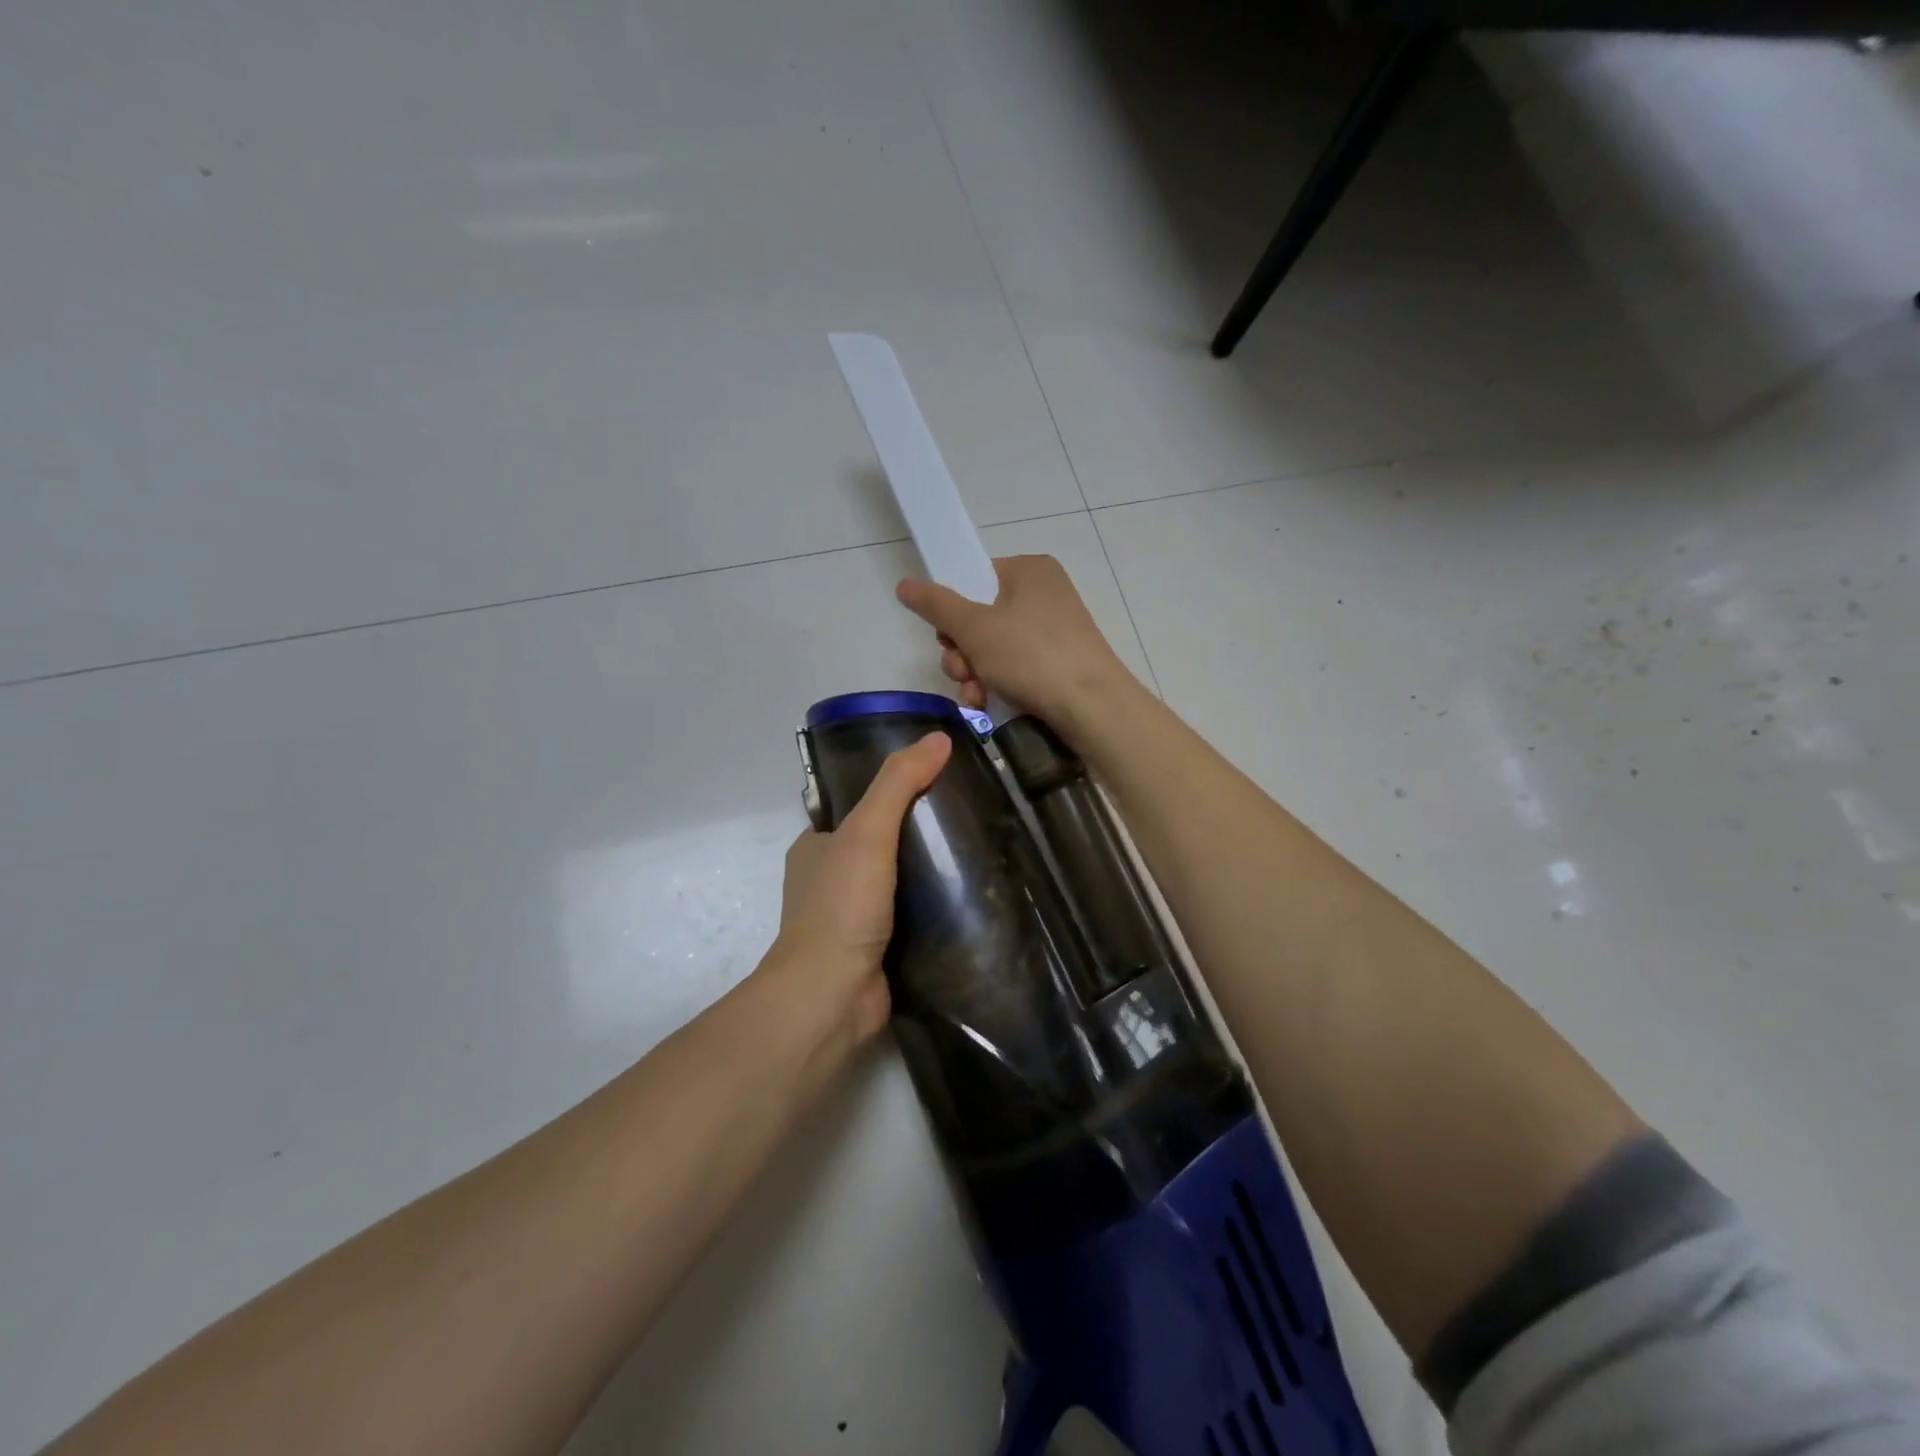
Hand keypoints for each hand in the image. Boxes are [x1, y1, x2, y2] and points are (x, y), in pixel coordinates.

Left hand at [763, 732, 952, 1049]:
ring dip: (929, 871)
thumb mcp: (868, 831)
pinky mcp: (876, 949)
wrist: (831, 996)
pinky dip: (933, 907)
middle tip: (968, 816)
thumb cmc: (841, 906)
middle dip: (919, 831)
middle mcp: (829, 879)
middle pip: (881, 842)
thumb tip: (939, 738)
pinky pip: (909, 917)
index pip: (857, 804)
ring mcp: (852, 917)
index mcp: (816, 846)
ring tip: (978, 851)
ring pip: (897, 881)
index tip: (938, 779)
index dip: (893, 789)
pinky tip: (969, 897)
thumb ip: (899, 783)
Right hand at [895, 555, 1134, 736]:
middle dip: (961, 651)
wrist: (1092, 707)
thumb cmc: (1031, 656)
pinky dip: (996, 684)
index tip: (946, 636)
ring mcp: (1053, 631)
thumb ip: (937, 605)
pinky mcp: (1058, 663)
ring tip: (974, 695)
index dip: (951, 609)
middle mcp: (1043, 594)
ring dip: (973, 674)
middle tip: (962, 671)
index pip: (974, 578)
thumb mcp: (975, 628)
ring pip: (993, 648)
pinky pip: (1014, 667)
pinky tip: (987, 705)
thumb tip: (904, 584)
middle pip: (979, 617)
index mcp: (1029, 571)